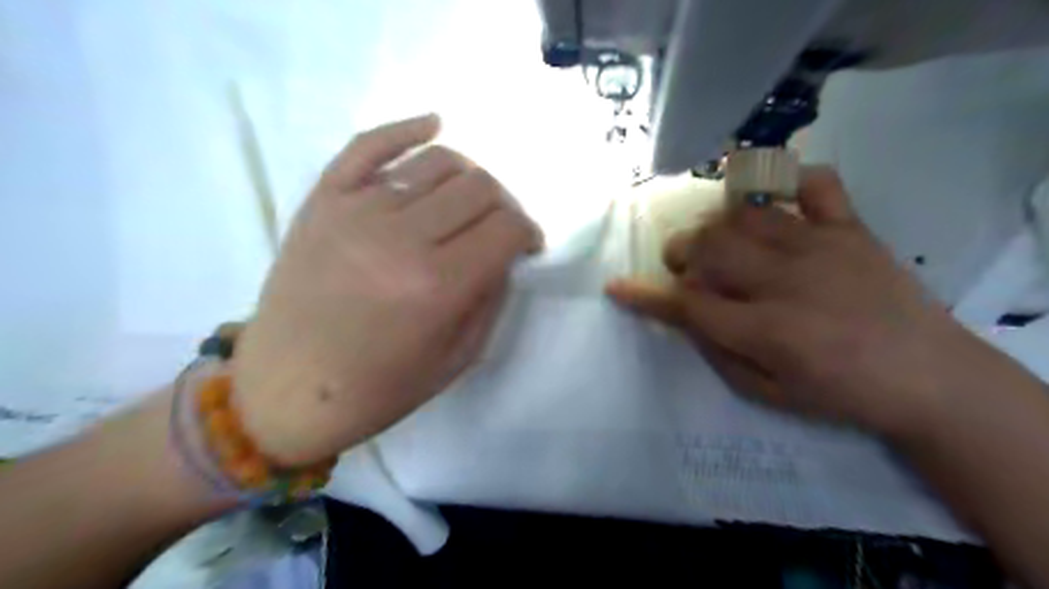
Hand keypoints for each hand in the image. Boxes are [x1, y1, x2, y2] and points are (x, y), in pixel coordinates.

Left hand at [234, 114, 545, 465]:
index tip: (526, 245)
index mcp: (438, 287)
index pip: (506, 228)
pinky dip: (407, 129)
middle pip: (479, 187)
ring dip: (468, 177)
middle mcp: (400, 238)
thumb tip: (504, 254)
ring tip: (467, 202)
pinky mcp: (321, 200)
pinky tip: (433, 125)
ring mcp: (355, 211)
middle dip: (503, 206)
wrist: (285, 393)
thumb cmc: (378, 389)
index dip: (527, 232)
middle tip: (498, 229)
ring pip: (437, 161)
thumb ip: (491, 299)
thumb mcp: (456, 359)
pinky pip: (369, 144)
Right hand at [606, 162, 984, 436]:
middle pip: (711, 246)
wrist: (930, 378)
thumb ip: (718, 353)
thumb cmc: (840, 394)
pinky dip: (788, 179)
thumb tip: (685, 316)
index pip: (689, 304)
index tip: (616, 286)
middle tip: (681, 263)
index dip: (646, 296)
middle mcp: (788, 281)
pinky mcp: (852, 230)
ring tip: (717, 239)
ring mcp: (822, 247)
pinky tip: (771, 196)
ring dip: (716, 223)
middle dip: (681, 252)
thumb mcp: (767, 393)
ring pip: (746, 213)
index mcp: (768, 331)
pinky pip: (817, 184)